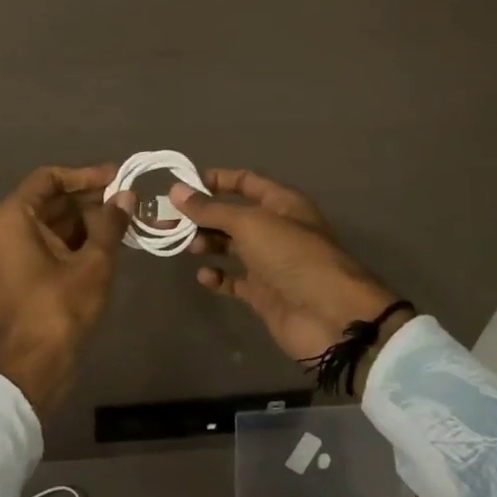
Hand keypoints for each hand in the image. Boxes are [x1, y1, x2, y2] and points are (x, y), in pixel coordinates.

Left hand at [0, 164, 131, 416]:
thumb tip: (126, 196)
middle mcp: (6, 228)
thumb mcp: (93, 262)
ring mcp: (12, 252)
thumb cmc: (59, 307)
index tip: (116, 178)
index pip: (49, 178)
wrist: (33, 366)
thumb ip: (110, 224)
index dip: (84, 175)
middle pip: (51, 200)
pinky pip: (50, 244)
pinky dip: (77, 240)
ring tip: (126, 218)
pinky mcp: (22, 273)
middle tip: (128, 199)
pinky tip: (110, 241)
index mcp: (13, 216)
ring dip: (87, 220)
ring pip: (53, 223)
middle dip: (90, 198)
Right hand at [171, 168, 402, 369]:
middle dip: (201, 216)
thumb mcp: (250, 223)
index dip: (216, 180)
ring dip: (206, 243)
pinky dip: (217, 277)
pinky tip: (204, 276)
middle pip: (232, 216)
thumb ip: (211, 209)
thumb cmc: (292, 256)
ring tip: (185, 246)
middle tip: (167, 220)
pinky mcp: (263, 294)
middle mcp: (275, 229)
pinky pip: (234, 280)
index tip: (182, 185)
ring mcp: (269, 263)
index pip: (245, 182)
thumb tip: (176, 190)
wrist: (329, 316)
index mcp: (281, 203)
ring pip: (230, 246)